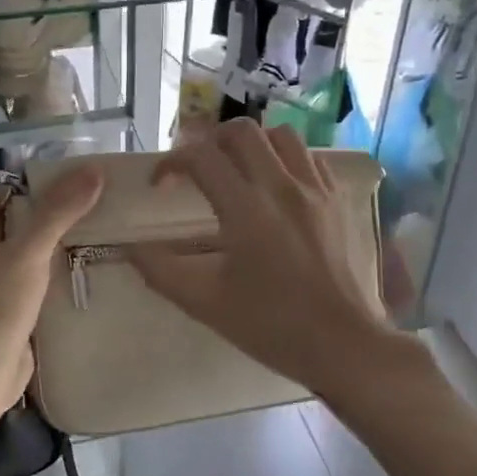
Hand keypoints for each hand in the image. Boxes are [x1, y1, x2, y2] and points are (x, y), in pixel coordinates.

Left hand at [0, 166, 104, 416]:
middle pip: (24, 222)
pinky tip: (92, 271)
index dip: (43, 183)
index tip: (84, 180)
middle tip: (103, 205)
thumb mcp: (28, 251)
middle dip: (59, 215)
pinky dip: (60, 276)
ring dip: (62, 247)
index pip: (10, 192)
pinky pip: (39, 283)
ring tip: (105, 233)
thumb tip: (93, 170)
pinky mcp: (12, 310)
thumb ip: (58, 211)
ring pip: (33, 254)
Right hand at [132, 122, 404, 404]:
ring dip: (252, 144)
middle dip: (211, 141)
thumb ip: (161, 270)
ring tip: (239, 170)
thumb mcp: (205, 303)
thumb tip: (132, 247)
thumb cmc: (272, 326)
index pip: (201, 156)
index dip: (171, 162)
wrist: (344, 344)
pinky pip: (310, 157)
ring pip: (281, 135)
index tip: (161, 184)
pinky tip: (278, 186)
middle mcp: (282, 186)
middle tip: (199, 169)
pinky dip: (287, 159)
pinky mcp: (338, 200)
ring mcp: (315, 189)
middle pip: (241, 131)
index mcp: (246, 208)